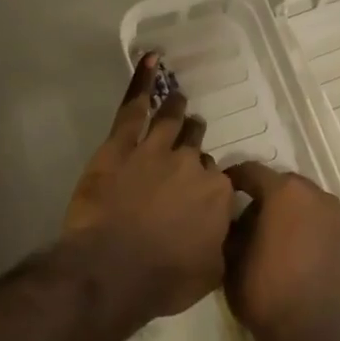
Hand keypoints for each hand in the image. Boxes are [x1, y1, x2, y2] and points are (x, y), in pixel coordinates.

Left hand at [64, 55, 237, 319]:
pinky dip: (141, 83)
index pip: (217, 178)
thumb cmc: (164, 278)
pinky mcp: (121, 145)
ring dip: (176, 109)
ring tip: (178, 99)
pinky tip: (150, 61)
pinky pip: (133, 107)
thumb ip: (221, 243)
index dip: (206, 184)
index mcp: (216, 192)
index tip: (200, 193)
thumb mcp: (211, 272)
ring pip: (171, 120)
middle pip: (196, 146)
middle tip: (191, 137)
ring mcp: (155, 149)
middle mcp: (191, 163)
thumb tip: (226, 231)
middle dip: (194, 141)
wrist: (113, 269)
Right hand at [224, 163, 339, 340]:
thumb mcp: (232, 261)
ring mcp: (336, 217)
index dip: (232, 179)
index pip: (251, 171)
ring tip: (268, 237)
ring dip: (286, 212)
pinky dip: (304, 228)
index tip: (219, 191)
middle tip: (243, 219)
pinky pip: (318, 222)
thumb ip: (232, 230)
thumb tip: (235, 221)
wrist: (317, 335)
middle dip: (262, 196)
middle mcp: (315, 194)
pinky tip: (291, 252)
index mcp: (285, 191)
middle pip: (281, 184)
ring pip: (303, 203)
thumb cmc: (268, 293)